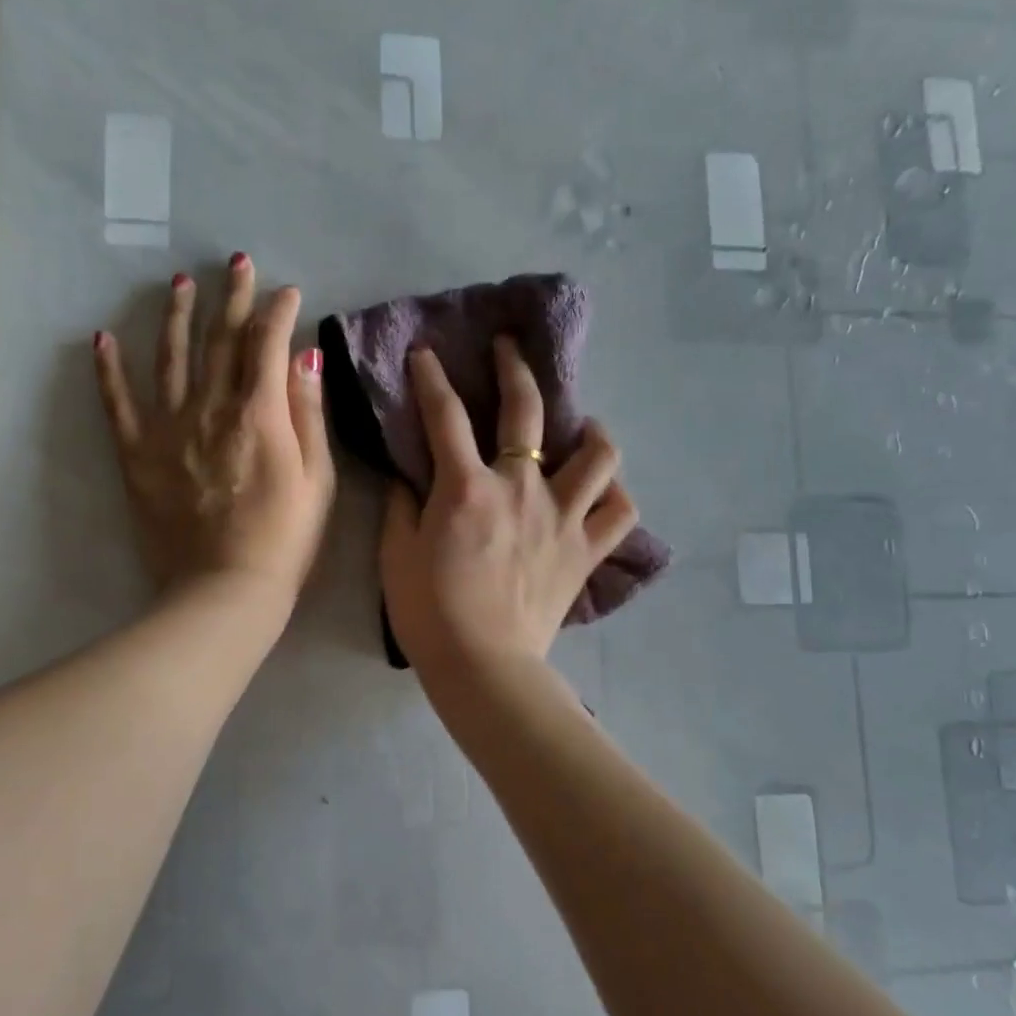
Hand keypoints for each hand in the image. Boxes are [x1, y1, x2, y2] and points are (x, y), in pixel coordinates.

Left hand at [95, 254, 334, 611]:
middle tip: (237, 263)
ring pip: (170, 358)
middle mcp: (210, 408)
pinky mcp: (138, 455)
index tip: (288, 292)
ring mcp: (168, 429)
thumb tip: (303, 354)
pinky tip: (102, 339)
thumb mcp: (318, 479)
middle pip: (221, 340)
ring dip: (177, 316)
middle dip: (232, 297)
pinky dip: (109, 370)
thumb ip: (308, 413)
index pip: (268, 343)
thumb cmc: (285, 540)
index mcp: (258, 413)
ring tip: (180, 283)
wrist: (225, 591)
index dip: (279, 311)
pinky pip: (118, 405)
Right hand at [380, 337, 637, 682]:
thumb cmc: (429, 613)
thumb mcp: (395, 556)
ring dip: (592, 432)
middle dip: (515, 368)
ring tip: (584, 428)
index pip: (445, 415)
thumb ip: (402, 506)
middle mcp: (520, 489)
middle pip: (526, 411)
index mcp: (466, 487)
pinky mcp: (585, 551)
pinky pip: (619, 513)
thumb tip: (410, 476)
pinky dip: (615, 496)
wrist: (482, 666)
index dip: (431, 377)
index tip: (426, 353)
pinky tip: (604, 490)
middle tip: (510, 349)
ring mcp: (561, 518)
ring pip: (598, 457)